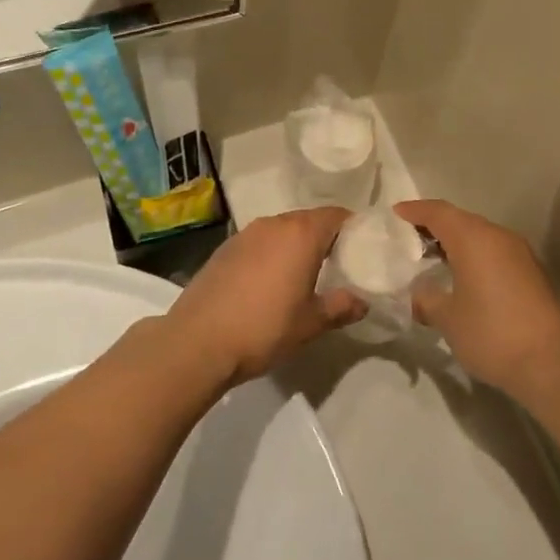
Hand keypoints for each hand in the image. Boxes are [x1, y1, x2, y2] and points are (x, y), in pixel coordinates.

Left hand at [168, 209, 364, 384]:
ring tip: (303, 275)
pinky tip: (269, 283)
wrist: (197, 343)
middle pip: (309, 220)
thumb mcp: (311, 323)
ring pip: (282, 230)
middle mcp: (274, 224)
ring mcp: (245, 235)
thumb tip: (362, 302)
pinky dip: (271, 254)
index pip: (337, 216)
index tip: (362, 249)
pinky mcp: (224, 249)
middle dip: (325, 238)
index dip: (353, 228)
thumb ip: (341, 307)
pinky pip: (259, 242)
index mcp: (301, 234)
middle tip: (337, 265)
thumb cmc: (264, 328)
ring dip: (296, 245)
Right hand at [394, 201, 559, 396]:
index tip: (395, 214)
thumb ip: (427, 299)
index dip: (415, 210)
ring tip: (433, 258)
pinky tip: (463, 276)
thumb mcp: (448, 319)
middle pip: (460, 219)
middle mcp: (498, 236)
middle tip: (409, 238)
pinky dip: (474, 255)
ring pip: (480, 235)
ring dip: (456, 241)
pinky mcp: (531, 271)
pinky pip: (494, 251)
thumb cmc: (491, 333)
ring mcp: (519, 252)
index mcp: (473, 238)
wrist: (551, 361)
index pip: (439, 212)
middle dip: (434, 225)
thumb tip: (419, 293)